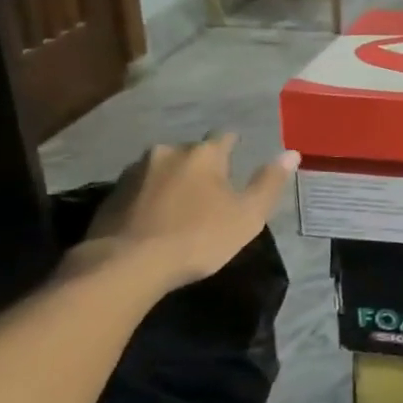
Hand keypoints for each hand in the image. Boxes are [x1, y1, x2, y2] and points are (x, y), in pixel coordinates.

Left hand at [79, 138, 297, 289]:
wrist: (126, 265)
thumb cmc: (198, 238)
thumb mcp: (248, 215)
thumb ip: (269, 182)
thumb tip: (291, 153)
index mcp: (203, 154)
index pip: (224, 137)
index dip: (234, 146)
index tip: (238, 157)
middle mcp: (167, 152)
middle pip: (191, 152)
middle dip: (202, 166)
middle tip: (212, 190)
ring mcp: (134, 172)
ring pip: (163, 168)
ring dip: (173, 180)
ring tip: (181, 206)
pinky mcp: (110, 194)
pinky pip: (140, 188)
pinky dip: (150, 197)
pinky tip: (155, 219)